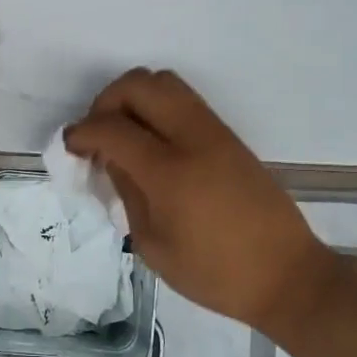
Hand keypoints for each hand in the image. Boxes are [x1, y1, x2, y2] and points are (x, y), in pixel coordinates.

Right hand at [65, 69, 329, 332]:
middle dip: (106, 101)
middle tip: (98, 134)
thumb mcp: (153, 245)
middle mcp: (192, 139)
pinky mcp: (229, 135)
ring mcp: (215, 132)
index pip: (112, 128)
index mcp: (169, 172)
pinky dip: (157, 106)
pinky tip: (151, 141)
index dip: (82, 132)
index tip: (70, 146)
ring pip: (165, 82)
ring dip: (134, 97)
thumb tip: (110, 159)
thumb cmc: (215, 274)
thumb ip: (126, 193)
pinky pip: (184, 100)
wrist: (286, 275)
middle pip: (139, 85)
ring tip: (124, 133)